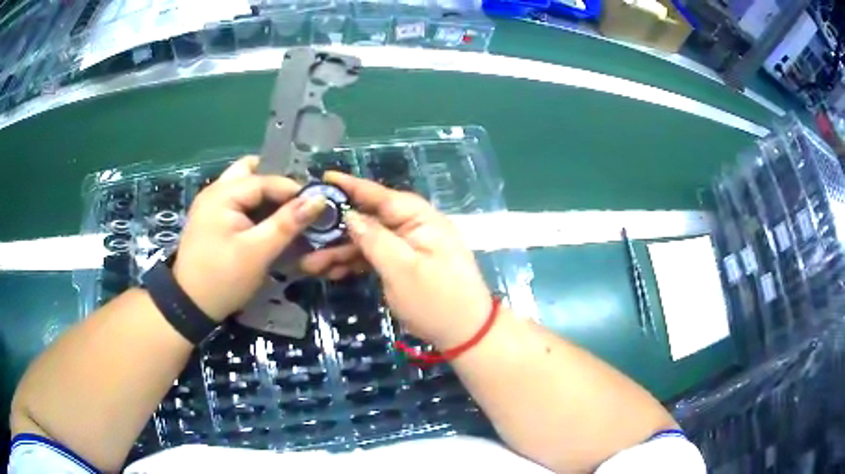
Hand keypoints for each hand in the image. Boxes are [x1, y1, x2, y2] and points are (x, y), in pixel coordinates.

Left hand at [172, 156, 325, 320]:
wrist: (190, 306)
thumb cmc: (223, 279)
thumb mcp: (257, 252)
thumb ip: (287, 223)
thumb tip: (319, 200)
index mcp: (222, 194)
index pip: (265, 180)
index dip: (293, 190)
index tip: (317, 206)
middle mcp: (214, 191)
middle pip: (251, 173)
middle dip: (276, 186)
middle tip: (297, 205)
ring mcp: (211, 204)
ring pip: (244, 187)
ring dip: (265, 196)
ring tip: (285, 215)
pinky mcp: (211, 219)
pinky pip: (238, 202)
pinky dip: (254, 207)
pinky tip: (266, 224)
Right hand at [301, 172, 491, 347]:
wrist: (466, 333)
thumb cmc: (437, 300)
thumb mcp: (402, 269)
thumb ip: (374, 239)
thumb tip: (349, 215)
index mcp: (418, 218)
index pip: (379, 195)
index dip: (349, 186)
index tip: (322, 178)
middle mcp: (412, 227)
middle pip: (368, 220)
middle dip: (336, 231)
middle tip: (305, 239)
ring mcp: (408, 247)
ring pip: (367, 241)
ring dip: (340, 251)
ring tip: (311, 264)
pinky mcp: (404, 265)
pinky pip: (374, 257)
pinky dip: (354, 264)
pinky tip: (332, 272)